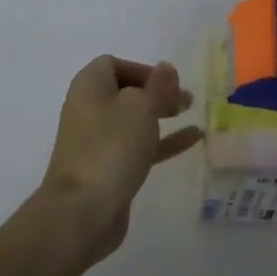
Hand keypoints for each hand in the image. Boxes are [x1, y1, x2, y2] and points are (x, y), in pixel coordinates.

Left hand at [40, 56, 202, 262]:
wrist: (82, 211)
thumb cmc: (111, 147)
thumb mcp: (141, 107)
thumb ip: (159, 86)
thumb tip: (166, 68)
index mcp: (90, 86)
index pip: (115, 64)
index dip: (143, 69)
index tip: (168, 82)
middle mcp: (89, 109)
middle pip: (126, 91)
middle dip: (157, 92)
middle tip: (185, 99)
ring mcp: (98, 141)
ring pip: (134, 120)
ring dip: (162, 114)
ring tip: (192, 113)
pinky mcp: (109, 168)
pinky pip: (139, 146)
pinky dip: (163, 141)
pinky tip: (194, 139)